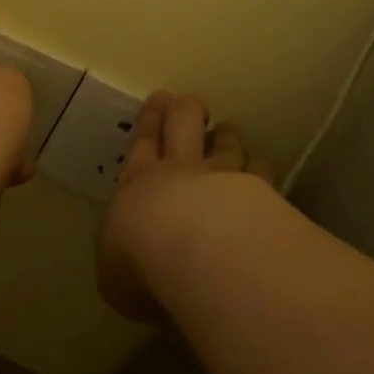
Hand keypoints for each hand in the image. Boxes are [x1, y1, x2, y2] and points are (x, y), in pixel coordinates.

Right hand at [97, 91, 274, 320]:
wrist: (195, 254)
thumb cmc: (138, 262)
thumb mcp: (113, 273)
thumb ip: (124, 260)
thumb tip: (132, 268)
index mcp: (137, 183)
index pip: (142, 143)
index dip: (149, 120)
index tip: (158, 100)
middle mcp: (179, 171)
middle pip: (182, 124)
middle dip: (182, 110)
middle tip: (185, 104)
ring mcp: (223, 177)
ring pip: (226, 141)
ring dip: (225, 135)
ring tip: (227, 131)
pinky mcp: (260, 191)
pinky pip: (259, 170)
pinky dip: (258, 166)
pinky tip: (260, 167)